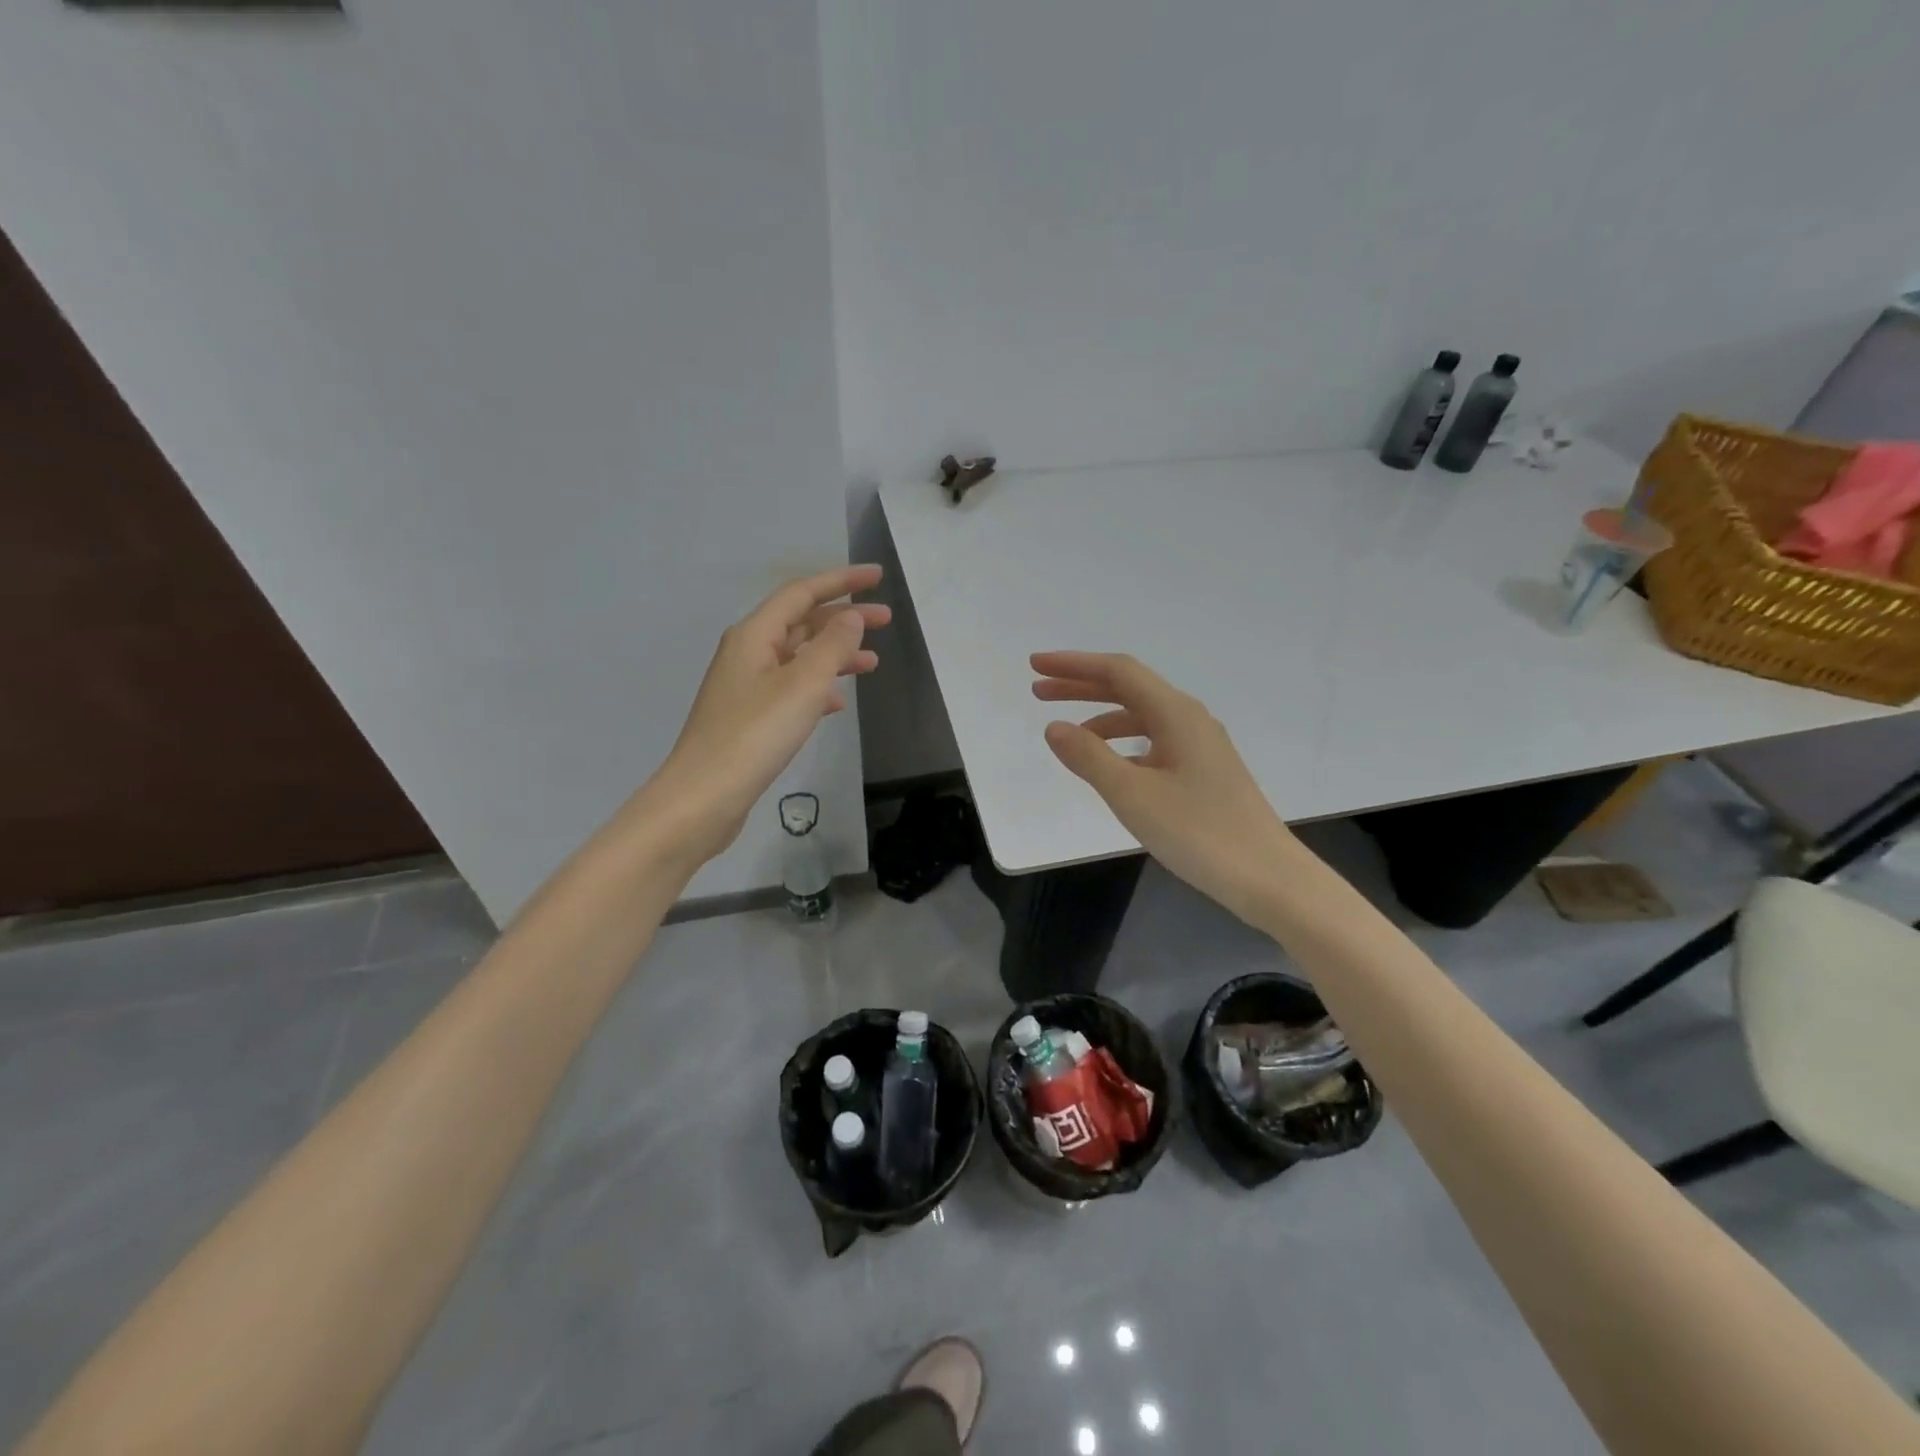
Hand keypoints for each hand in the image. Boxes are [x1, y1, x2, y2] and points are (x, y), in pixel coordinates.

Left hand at [641, 565, 888, 864]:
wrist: (704, 797)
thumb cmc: (755, 735)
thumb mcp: (803, 685)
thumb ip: (832, 646)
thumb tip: (850, 618)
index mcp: (755, 635)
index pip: (802, 593)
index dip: (841, 581)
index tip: (877, 577)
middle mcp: (747, 653)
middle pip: (801, 622)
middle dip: (844, 618)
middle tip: (886, 620)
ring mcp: (746, 686)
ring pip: (799, 657)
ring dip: (836, 655)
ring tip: (873, 663)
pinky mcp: (750, 717)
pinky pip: (792, 688)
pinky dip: (819, 687)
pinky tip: (839, 702)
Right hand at [1032, 651, 1299, 924]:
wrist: (1266, 877)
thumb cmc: (1197, 832)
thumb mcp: (1132, 794)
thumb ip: (1089, 757)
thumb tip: (1054, 727)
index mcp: (1175, 714)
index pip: (1118, 671)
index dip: (1073, 665)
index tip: (1036, 666)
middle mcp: (1189, 719)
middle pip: (1129, 688)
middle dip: (1081, 686)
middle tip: (1038, 691)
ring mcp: (1200, 745)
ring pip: (1141, 716)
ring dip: (1100, 717)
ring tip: (1066, 734)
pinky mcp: (1204, 771)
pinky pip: (1153, 741)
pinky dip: (1122, 743)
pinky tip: (1108, 765)